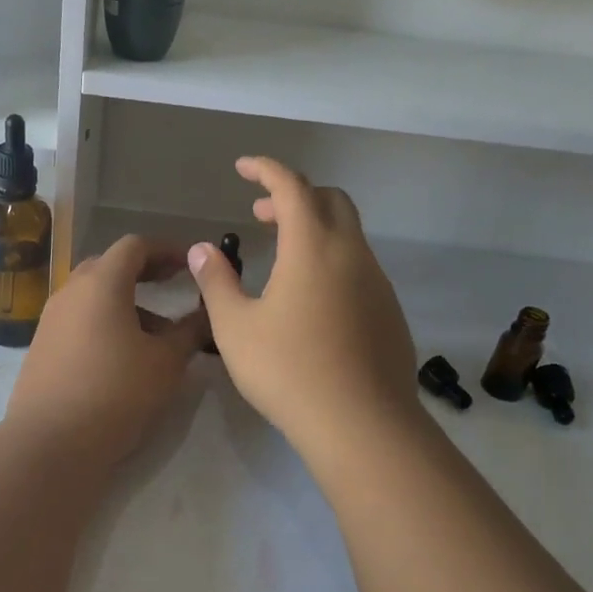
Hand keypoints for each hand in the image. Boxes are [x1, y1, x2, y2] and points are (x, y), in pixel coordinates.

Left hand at [5, 236, 206, 464]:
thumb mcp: (166, 362)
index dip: (166, 249)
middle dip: (144, 272)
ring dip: (126, 301)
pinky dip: (105, 322)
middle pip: (109, 266)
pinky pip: (79, 320)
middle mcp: (70, 292)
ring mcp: (51, 320)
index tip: (190, 262)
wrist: (50, 443)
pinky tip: (124, 354)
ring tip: (157, 331)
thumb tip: (208, 314)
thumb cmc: (116, 393)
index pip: (135, 246)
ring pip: (93, 295)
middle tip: (173, 285)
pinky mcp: (42, 347)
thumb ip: (190, 331)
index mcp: (101, 283)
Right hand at [189, 158, 418, 457]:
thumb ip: (216, 282)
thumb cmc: (288, 370)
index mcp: (312, 247)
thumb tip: (203, 249)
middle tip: (260, 214)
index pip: (291, 187)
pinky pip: (360, 267)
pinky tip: (311, 299)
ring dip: (315, 228)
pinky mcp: (389, 311)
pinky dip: (332, 260)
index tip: (243, 168)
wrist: (361, 424)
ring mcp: (377, 282)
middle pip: (330, 200)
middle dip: (294, 196)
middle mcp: (351, 254)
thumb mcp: (235, 327)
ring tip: (282, 258)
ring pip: (349, 234)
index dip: (266, 170)